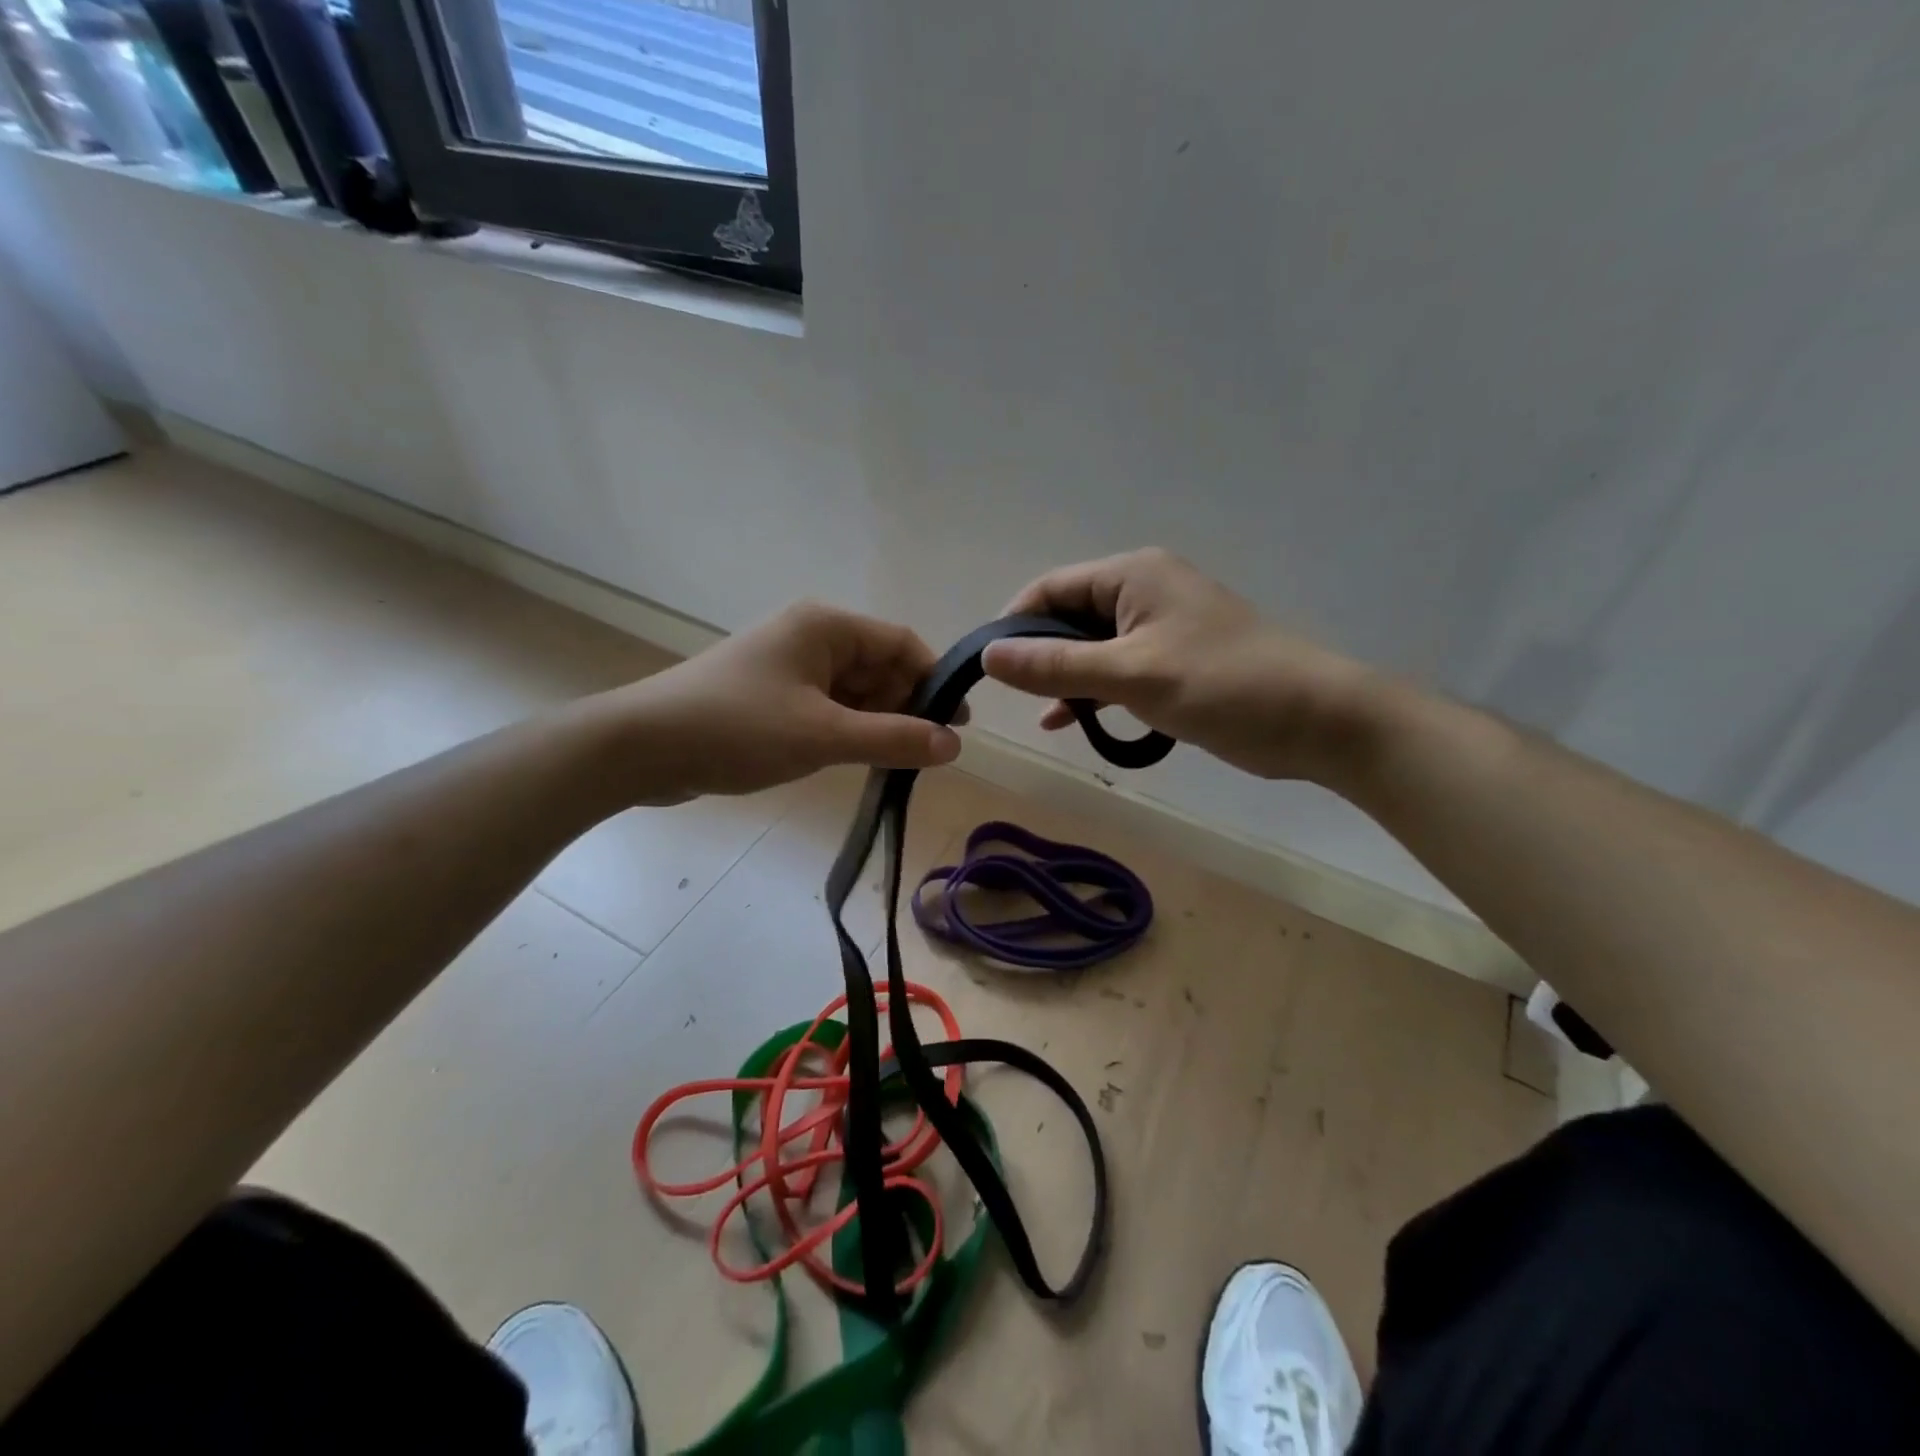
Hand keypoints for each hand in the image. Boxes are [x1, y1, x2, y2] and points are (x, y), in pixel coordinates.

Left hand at [591, 602, 961, 802]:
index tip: (957, 725)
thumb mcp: (824, 736)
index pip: (901, 643)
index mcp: (825, 626)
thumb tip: (954, 744)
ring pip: (853, 691)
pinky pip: (826, 708)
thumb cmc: (738, 728)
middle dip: (905, 707)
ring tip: (894, 763)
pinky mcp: (770, 696)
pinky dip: (846, 730)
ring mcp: (787, 667)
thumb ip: (893, 739)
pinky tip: (855, 760)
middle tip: (926, 753)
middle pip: (878, 667)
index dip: (934, 681)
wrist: (642, 747)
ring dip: (876, 723)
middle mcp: (809, 637)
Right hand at [981, 549, 1377, 783]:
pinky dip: (1093, 693)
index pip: (1051, 589)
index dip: (1014, 625)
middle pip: (1068, 617)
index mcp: (1132, 575)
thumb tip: (989, 656)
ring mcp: (1160, 627)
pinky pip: (1116, 670)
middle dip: (1039, 656)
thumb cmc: (1224, 685)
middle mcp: (1143, 591)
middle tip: (1012, 700)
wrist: (1317, 720)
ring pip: (1091, 648)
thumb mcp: (1133, 675)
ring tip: (1041, 716)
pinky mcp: (1174, 661)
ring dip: (1064, 679)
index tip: (988, 669)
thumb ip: (1057, 667)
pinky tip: (1069, 722)